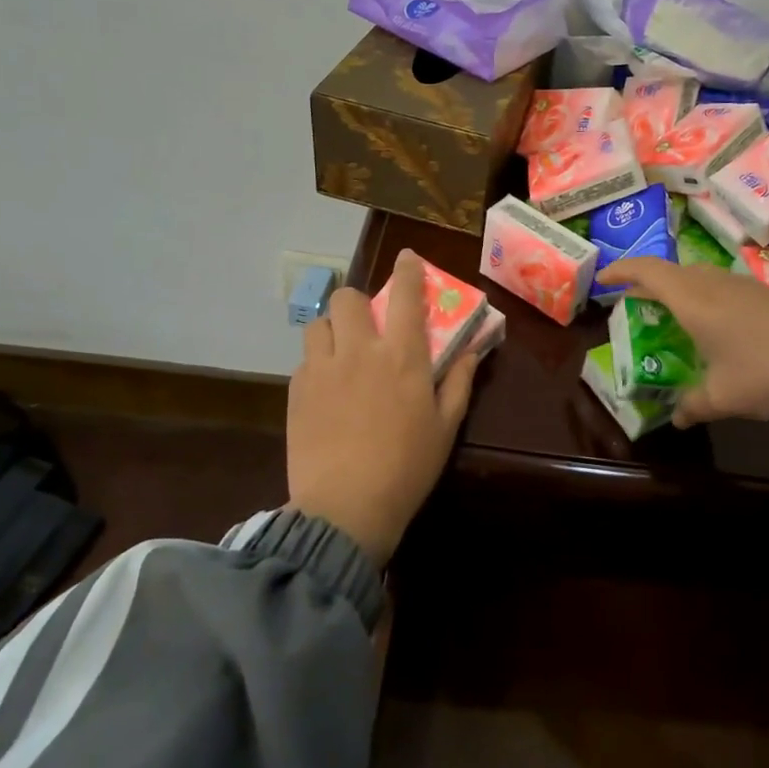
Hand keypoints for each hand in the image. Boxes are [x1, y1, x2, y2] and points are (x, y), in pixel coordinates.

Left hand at [285, 251, 477, 565]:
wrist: (345, 508)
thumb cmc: (407, 467)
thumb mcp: (446, 426)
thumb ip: (459, 381)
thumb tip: (472, 350)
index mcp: (402, 356)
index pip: (405, 295)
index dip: (407, 270)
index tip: (406, 258)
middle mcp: (359, 351)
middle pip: (347, 298)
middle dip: (359, 303)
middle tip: (368, 327)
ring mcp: (322, 369)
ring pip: (319, 324)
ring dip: (334, 330)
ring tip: (342, 354)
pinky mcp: (296, 391)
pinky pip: (305, 360)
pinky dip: (319, 363)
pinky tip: (328, 390)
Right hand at [595, 258, 768, 427]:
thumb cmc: (765, 371)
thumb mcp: (722, 397)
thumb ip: (692, 405)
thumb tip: (677, 417)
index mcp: (692, 299)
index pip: (646, 271)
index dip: (621, 270)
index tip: (603, 280)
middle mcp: (711, 282)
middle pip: (669, 271)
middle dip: (646, 283)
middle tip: (632, 304)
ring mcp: (739, 283)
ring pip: (695, 275)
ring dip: (675, 289)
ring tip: (667, 314)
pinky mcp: (761, 292)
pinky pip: (716, 285)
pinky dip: (699, 296)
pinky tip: (709, 324)